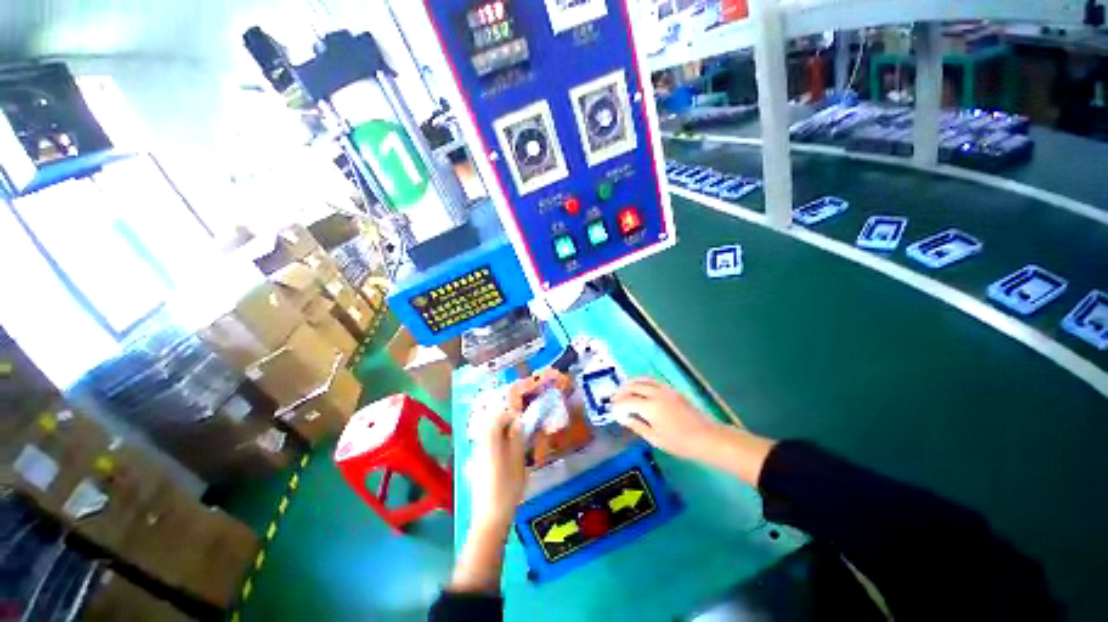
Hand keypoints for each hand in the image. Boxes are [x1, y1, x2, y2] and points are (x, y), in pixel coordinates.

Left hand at [469, 408, 527, 531]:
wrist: (490, 517)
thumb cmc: (507, 488)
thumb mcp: (518, 461)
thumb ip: (517, 439)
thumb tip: (518, 423)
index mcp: (490, 441)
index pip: (497, 417)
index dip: (509, 415)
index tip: (521, 422)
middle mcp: (480, 444)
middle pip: (490, 424)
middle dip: (505, 424)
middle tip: (519, 432)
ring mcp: (477, 455)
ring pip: (488, 435)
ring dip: (502, 434)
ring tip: (515, 445)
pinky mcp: (477, 465)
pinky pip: (487, 445)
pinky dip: (497, 444)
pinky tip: (507, 457)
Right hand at [612, 377, 775, 483]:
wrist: (707, 437)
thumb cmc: (680, 443)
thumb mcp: (655, 439)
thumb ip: (637, 426)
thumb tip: (624, 418)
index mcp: (650, 406)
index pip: (627, 401)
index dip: (617, 404)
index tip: (612, 409)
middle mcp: (656, 393)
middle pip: (633, 385)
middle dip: (621, 391)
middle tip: (614, 398)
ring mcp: (665, 389)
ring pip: (643, 379)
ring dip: (631, 383)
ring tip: (624, 390)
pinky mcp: (672, 389)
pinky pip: (652, 381)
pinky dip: (642, 382)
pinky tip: (640, 389)